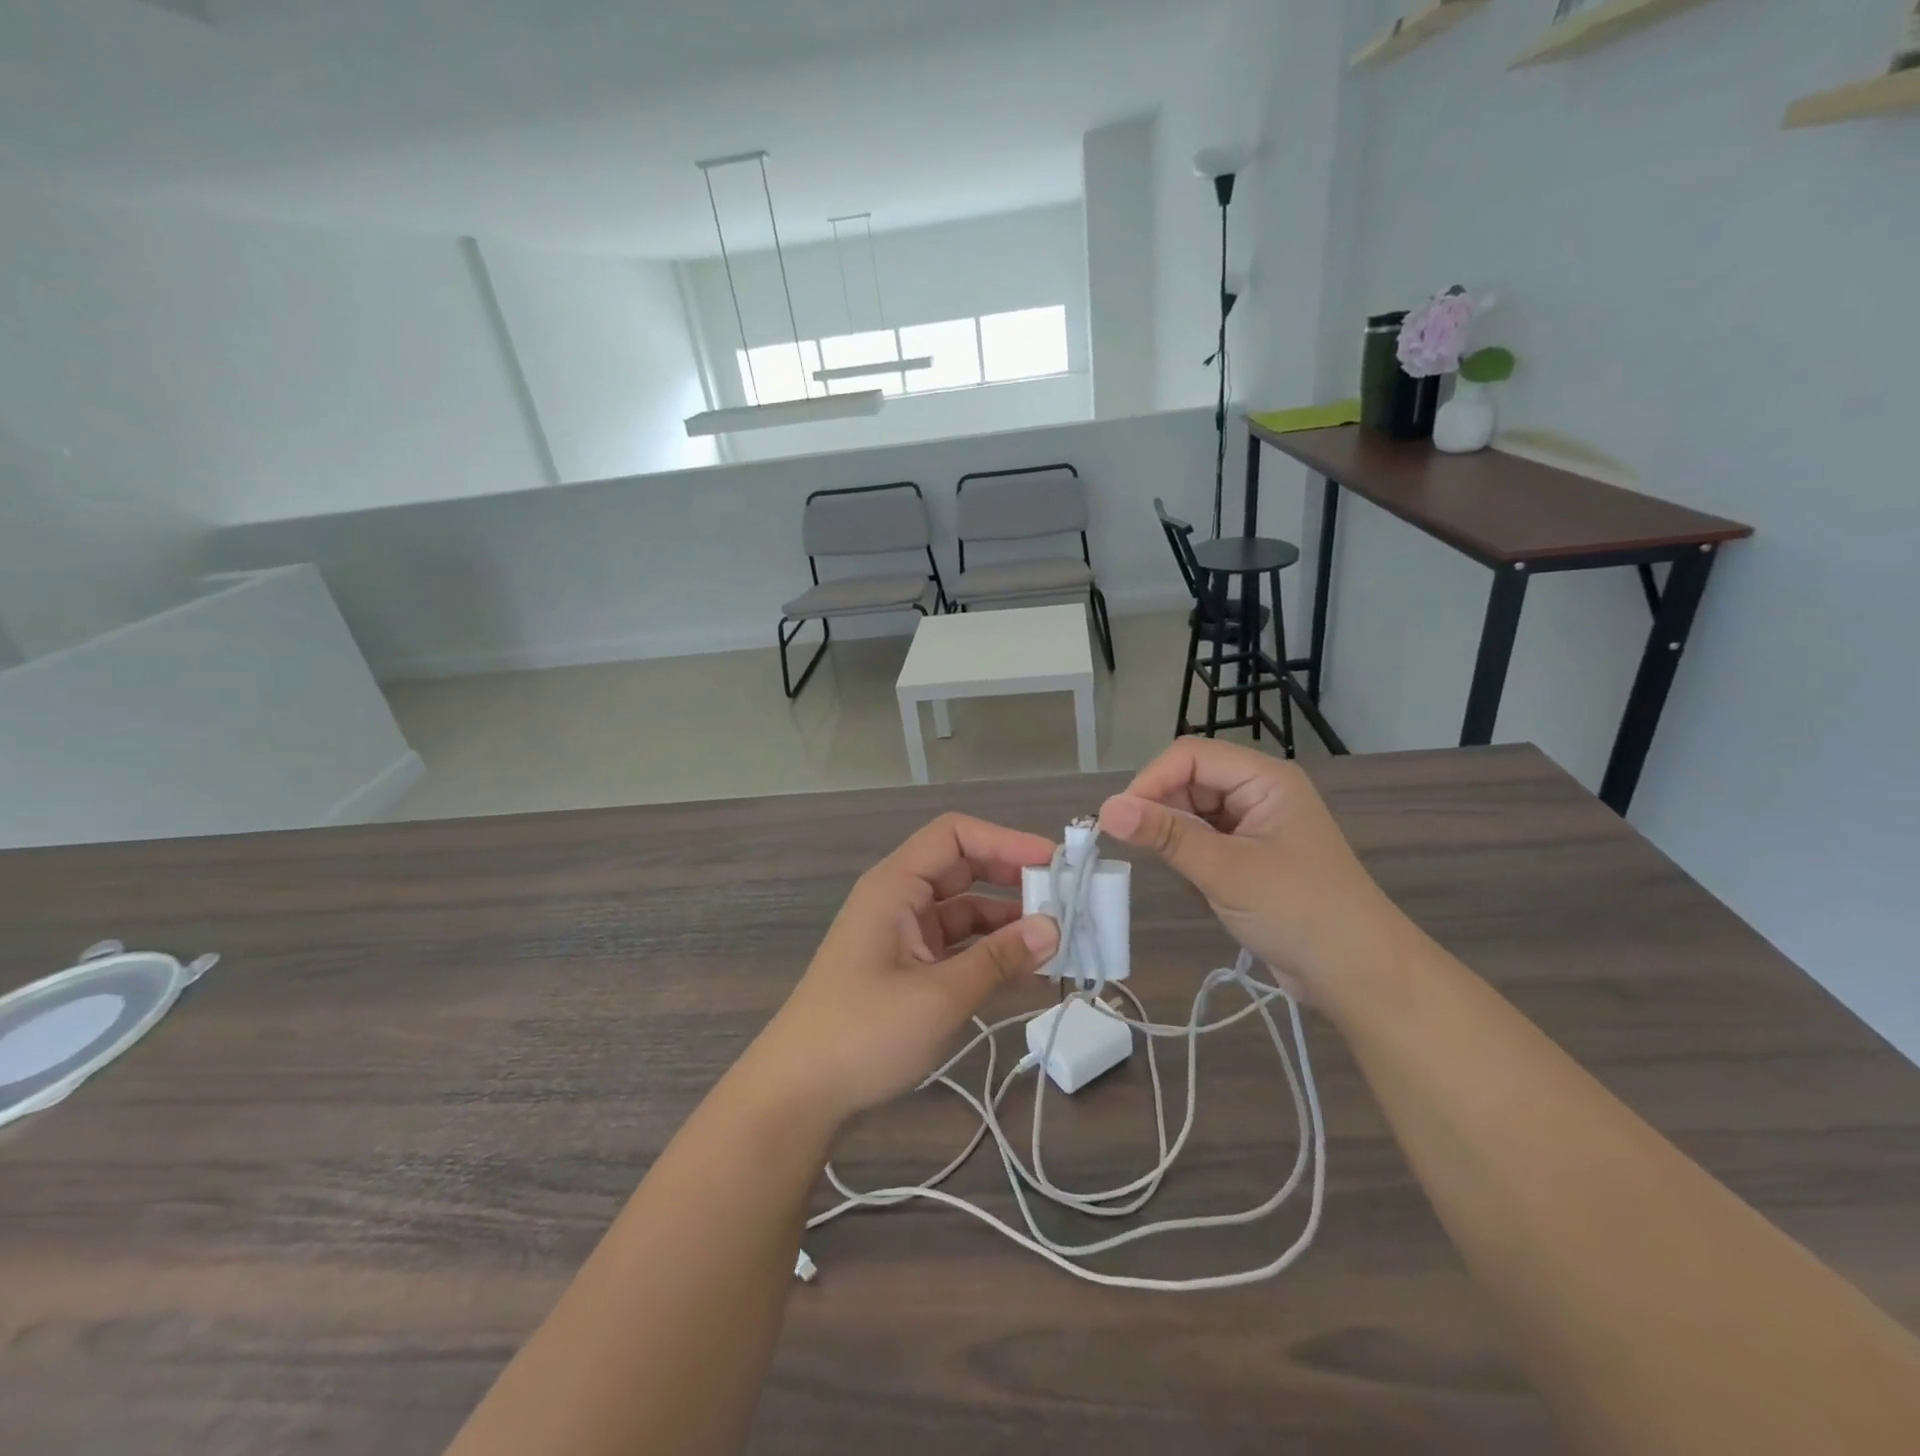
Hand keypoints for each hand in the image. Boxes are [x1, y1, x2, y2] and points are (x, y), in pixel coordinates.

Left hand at [748, 813, 1059, 1128]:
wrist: (797, 1094)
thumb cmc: (862, 1034)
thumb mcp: (939, 996)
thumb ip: (998, 959)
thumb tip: (1054, 928)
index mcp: (895, 886)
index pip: (955, 836)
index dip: (1006, 840)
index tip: (1055, 864)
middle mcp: (899, 899)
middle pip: (963, 867)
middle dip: (1014, 878)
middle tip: (1066, 899)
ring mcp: (902, 933)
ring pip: (965, 908)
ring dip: (1007, 920)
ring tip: (1059, 939)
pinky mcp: (907, 966)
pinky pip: (957, 943)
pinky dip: (990, 950)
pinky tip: (1026, 968)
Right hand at [1097, 740, 1413, 1007]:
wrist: (1358, 975)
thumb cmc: (1299, 913)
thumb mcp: (1225, 871)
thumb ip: (1166, 835)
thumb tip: (1106, 809)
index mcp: (1264, 779)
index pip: (1190, 756)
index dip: (1151, 780)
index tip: (1120, 820)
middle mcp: (1258, 792)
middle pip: (1189, 781)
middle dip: (1163, 813)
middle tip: (1146, 853)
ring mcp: (1255, 825)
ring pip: (1191, 813)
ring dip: (1177, 840)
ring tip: (1187, 877)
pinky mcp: (1250, 855)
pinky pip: (1202, 840)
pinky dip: (1190, 859)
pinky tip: (1201, 888)